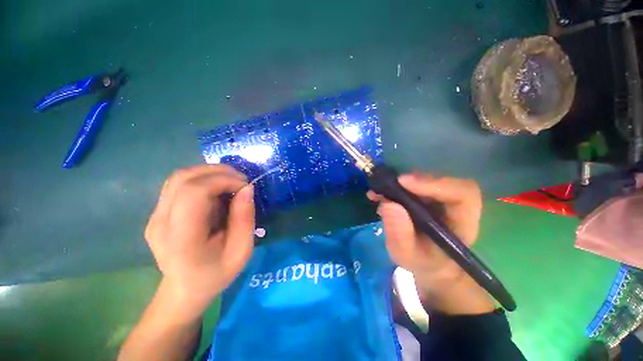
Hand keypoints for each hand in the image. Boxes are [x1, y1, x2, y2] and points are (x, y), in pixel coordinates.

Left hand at [145, 164, 254, 315]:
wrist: (185, 289)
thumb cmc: (217, 274)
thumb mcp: (242, 251)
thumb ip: (245, 218)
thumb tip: (247, 188)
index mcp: (181, 238)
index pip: (193, 192)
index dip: (222, 181)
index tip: (245, 186)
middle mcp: (160, 223)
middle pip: (183, 178)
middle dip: (218, 172)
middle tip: (241, 180)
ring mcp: (154, 216)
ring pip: (179, 177)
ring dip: (209, 172)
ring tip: (231, 181)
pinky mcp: (157, 212)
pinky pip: (178, 184)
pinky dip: (201, 179)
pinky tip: (216, 188)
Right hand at [368, 173, 493, 313]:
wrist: (427, 262)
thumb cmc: (422, 262)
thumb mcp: (407, 255)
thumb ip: (400, 234)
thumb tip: (388, 204)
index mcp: (462, 222)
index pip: (462, 194)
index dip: (434, 184)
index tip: (403, 182)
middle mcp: (455, 205)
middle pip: (441, 182)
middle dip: (411, 182)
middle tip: (385, 187)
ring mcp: (441, 199)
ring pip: (425, 181)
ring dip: (399, 185)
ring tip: (377, 194)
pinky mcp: (426, 196)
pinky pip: (413, 185)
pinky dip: (393, 187)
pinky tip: (378, 195)